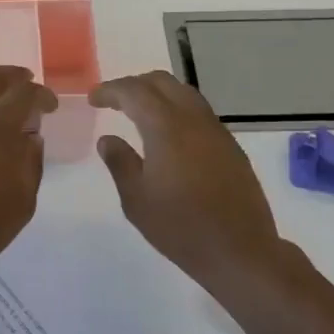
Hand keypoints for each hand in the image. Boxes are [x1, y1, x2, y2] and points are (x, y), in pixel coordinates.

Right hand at [91, 71, 292, 298]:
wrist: (240, 251)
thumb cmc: (181, 227)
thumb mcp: (136, 199)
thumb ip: (120, 163)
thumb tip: (108, 139)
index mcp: (166, 128)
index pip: (134, 92)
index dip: (111, 90)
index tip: (93, 99)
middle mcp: (194, 120)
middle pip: (162, 82)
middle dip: (134, 85)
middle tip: (114, 101)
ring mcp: (216, 131)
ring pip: (184, 93)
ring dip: (158, 94)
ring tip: (139, 112)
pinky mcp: (230, 146)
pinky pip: (199, 112)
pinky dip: (177, 109)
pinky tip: (168, 134)